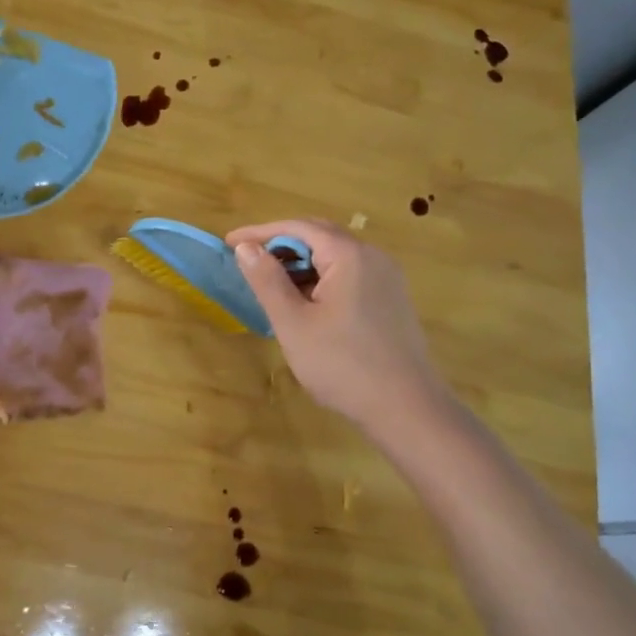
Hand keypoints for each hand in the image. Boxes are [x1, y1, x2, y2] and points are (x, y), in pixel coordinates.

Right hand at [227, 218, 456, 432]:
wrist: (406, 408)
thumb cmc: (343, 364)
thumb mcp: (294, 323)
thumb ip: (267, 281)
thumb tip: (246, 247)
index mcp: (349, 255)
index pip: (298, 227)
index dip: (260, 231)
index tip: (229, 242)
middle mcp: (372, 256)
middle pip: (320, 236)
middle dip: (281, 244)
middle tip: (249, 260)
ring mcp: (387, 277)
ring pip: (335, 256)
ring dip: (301, 263)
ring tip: (272, 285)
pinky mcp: (391, 299)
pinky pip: (350, 274)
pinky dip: (322, 278)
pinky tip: (306, 303)